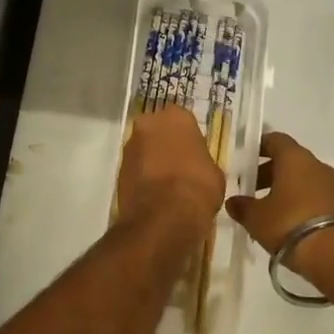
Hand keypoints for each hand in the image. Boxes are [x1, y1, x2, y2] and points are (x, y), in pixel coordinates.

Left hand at [116, 105, 225, 235]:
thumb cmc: (198, 187)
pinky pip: (135, 169)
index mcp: (176, 117)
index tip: (195, 155)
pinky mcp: (118, 170)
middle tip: (180, 167)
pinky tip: (155, 195)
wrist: (164, 216)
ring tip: (166, 185)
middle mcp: (148, 124)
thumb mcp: (215, 173)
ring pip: (144, 149)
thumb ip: (202, 161)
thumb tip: (197, 167)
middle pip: (159, 131)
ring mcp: (130, 146)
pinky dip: (143, 178)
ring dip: (152, 161)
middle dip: (166, 145)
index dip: (189, 139)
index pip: (184, 121)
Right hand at [224, 131, 333, 271]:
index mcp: (294, 158)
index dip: (259, 147)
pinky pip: (316, 196)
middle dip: (269, 172)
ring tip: (268, 210)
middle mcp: (316, 165)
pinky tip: (289, 223)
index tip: (245, 159)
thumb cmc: (290, 225)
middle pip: (290, 160)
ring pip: (304, 179)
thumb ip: (242, 207)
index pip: (275, 139)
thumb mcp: (257, 218)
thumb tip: (233, 202)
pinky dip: (301, 202)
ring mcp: (333, 185)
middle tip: (251, 189)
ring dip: (286, 189)